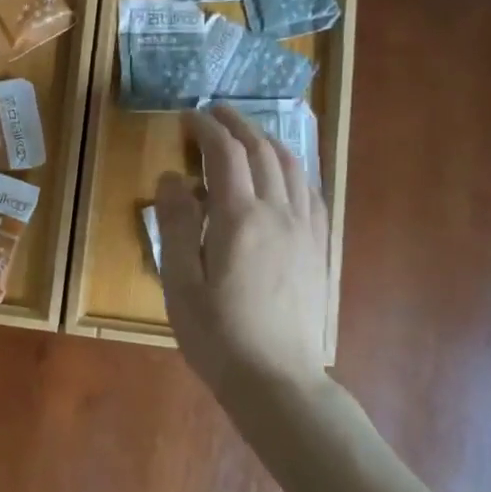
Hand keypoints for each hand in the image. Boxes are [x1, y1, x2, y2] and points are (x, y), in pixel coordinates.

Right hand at [155, 104, 330, 402]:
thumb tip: (172, 178)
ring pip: (292, 166)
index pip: (225, 153)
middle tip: (214, 112)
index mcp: (239, 218)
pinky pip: (311, 192)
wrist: (276, 379)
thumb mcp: (179, 282)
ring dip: (266, 140)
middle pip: (262, 150)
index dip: (206, 128)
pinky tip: (283, 173)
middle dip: (236, 124)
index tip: (187, 116)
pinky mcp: (318, 247)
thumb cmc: (216, 333)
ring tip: (245, 133)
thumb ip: (175, 224)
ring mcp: (305, 229)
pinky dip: (293, 168)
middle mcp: (278, 213)